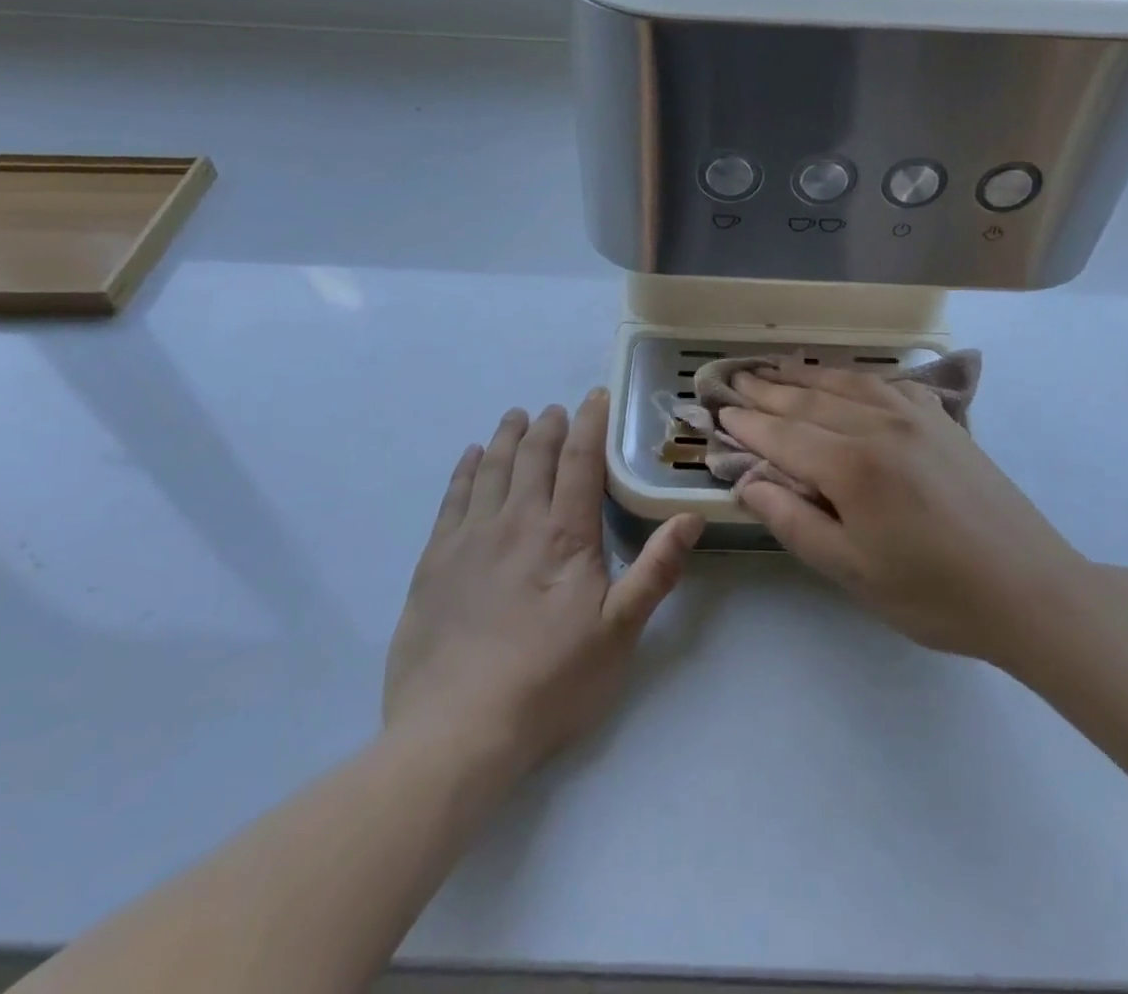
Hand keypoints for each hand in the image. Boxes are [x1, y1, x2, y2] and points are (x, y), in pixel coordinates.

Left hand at [382, 389, 702, 770]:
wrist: (457, 731)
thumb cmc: (550, 682)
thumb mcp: (619, 632)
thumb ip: (656, 570)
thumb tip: (691, 516)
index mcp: (564, 534)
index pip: (580, 459)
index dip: (590, 422)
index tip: (596, 397)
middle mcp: (516, 521)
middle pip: (533, 455)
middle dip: (548, 425)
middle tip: (557, 409)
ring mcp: (470, 538)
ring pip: (492, 468)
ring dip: (507, 436)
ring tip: (516, 416)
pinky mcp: (436, 561)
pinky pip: (453, 497)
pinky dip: (465, 469)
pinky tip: (471, 457)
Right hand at [719, 361, 1084, 664]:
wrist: (1029, 589)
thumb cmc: (933, 593)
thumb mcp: (851, 571)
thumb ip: (793, 522)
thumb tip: (749, 483)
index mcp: (852, 466)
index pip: (783, 434)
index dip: (748, 423)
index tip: (719, 411)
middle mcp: (879, 425)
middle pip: (809, 399)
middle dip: (767, 389)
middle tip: (735, 378)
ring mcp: (915, 415)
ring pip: (846, 382)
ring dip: (805, 375)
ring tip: (775, 368)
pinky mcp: (943, 419)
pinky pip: (886, 384)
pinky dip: (854, 377)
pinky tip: (846, 380)